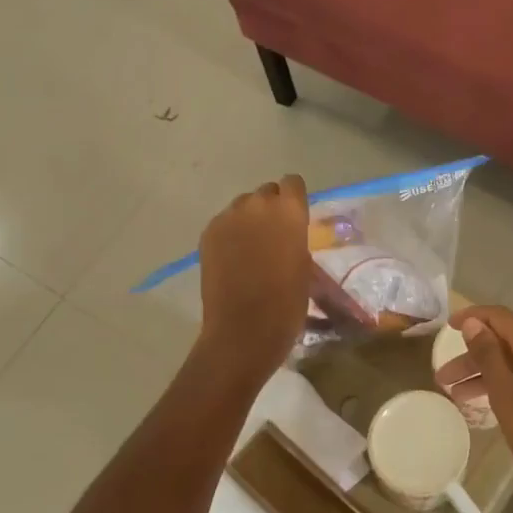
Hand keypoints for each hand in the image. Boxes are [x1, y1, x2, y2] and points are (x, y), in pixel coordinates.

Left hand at [197, 176, 310, 380]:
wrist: (244, 329)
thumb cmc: (287, 302)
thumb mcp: (304, 264)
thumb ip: (295, 237)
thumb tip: (287, 232)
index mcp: (289, 211)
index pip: (293, 183)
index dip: (294, 198)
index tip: (295, 216)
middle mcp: (258, 204)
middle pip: (266, 191)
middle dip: (271, 207)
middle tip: (274, 235)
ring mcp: (229, 217)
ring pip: (243, 205)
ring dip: (249, 218)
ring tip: (251, 247)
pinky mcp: (208, 233)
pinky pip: (224, 222)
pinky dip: (230, 233)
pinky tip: (233, 258)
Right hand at [452, 306, 512, 512]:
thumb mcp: (509, 399)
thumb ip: (490, 358)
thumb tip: (475, 323)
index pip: (501, 318)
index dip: (473, 317)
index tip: (447, 326)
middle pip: (507, 343)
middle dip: (473, 356)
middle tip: (443, 378)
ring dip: (487, 374)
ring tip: (457, 397)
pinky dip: (507, 385)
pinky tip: (492, 405)